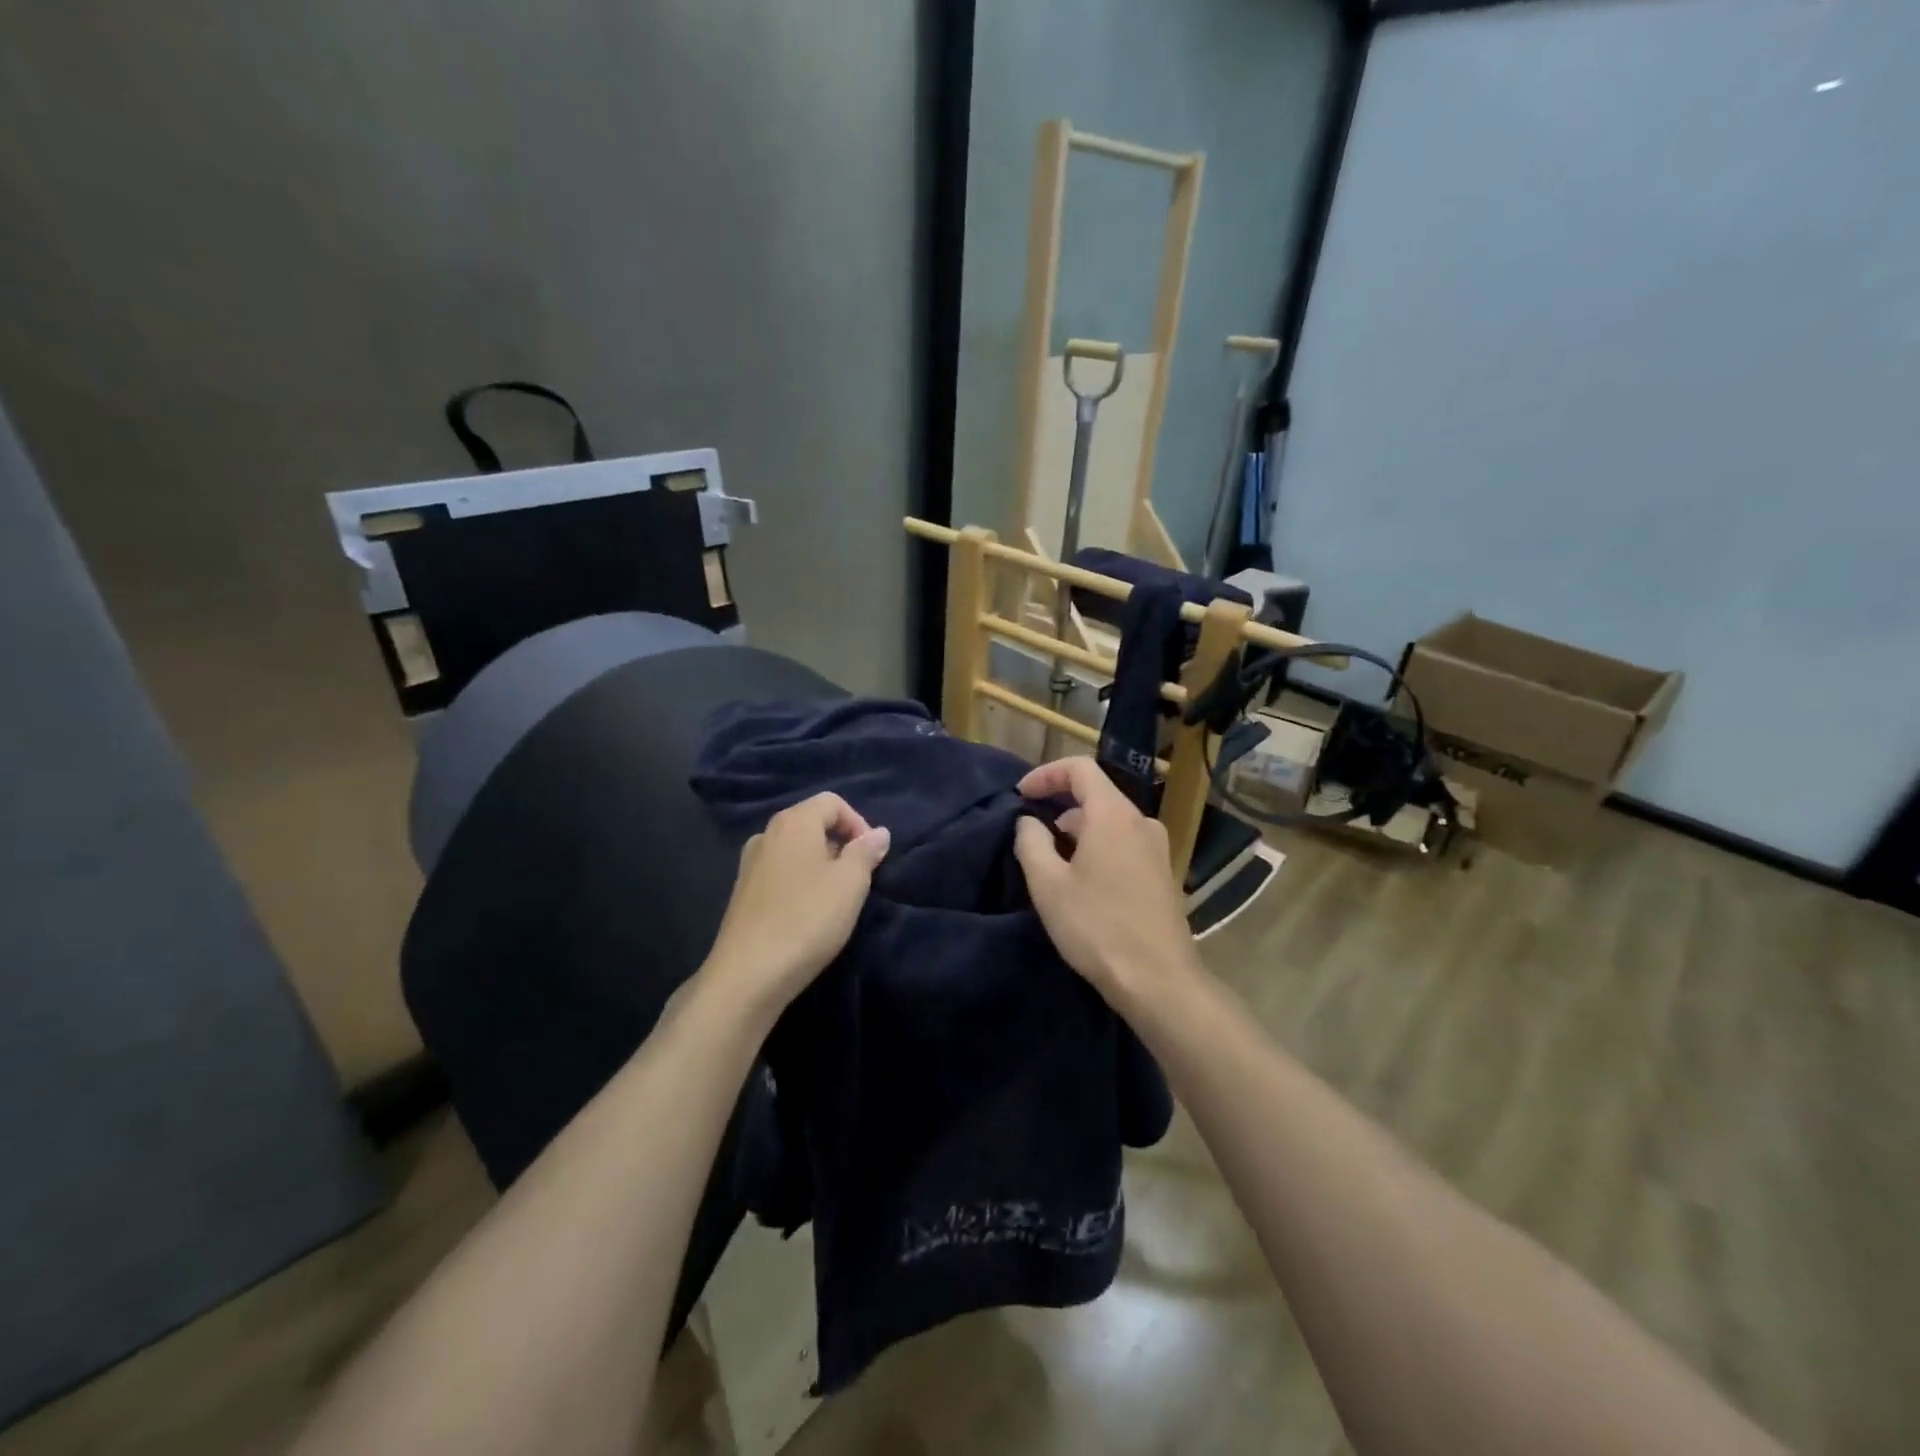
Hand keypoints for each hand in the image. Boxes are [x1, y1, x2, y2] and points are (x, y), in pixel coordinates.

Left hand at [701, 793, 890, 1020]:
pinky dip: (800, 881)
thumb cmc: (807, 919)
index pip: (833, 802)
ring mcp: (750, 863)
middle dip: (841, 844)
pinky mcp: (743, 892)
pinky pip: (780, 872)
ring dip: (821, 864)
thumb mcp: (850, 884)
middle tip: (858, 878)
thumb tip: (878, 833)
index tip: (872, 857)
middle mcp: (767, 834)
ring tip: (836, 898)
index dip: (859, 823)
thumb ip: (866, 852)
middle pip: (812, 822)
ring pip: (796, 850)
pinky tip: (808, 913)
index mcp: (793, 822)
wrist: (748, 974)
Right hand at [1012, 756, 1199, 1003]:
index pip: (1080, 768)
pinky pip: (1125, 845)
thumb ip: (1031, 842)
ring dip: (1078, 834)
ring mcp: (1158, 849)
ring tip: (1054, 867)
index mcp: (1114, 815)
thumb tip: (1028, 822)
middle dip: (1059, 809)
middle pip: (1096, 796)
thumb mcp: (1048, 885)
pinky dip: (1099, 850)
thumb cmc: (1097, 926)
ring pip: (1110, 824)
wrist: (1159, 980)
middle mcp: (1142, 822)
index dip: (1046, 774)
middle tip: (1033, 839)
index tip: (1021, 795)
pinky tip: (1084, 885)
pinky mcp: (1164, 874)